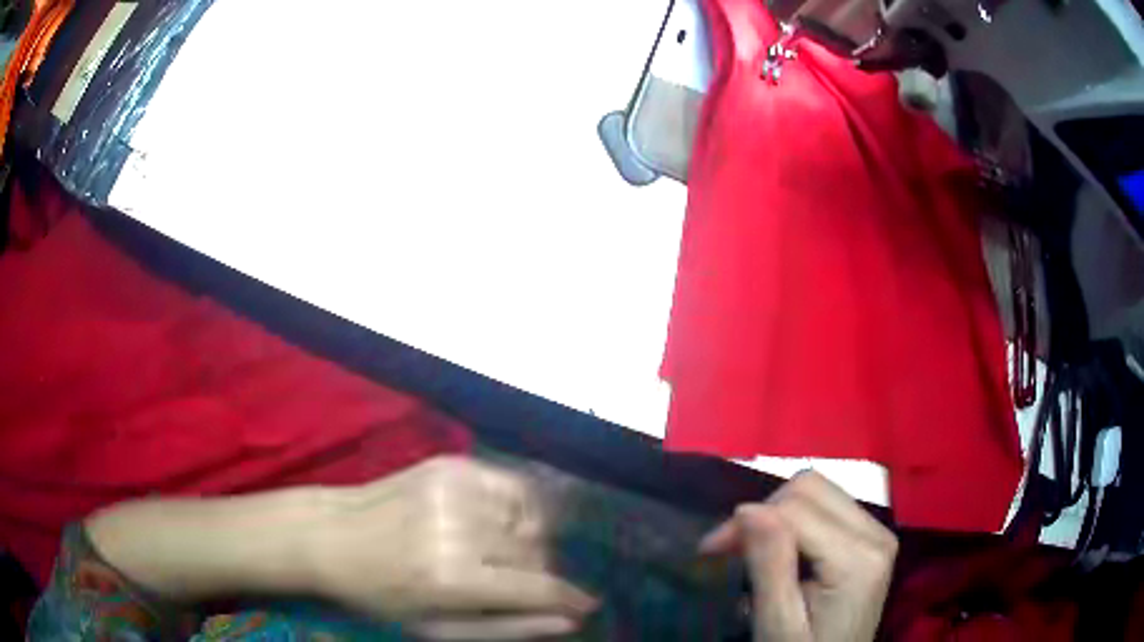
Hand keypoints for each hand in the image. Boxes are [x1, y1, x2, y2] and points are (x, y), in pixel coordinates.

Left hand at [312, 456, 596, 639]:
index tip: (587, 605)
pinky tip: (492, 522)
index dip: (569, 599)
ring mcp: (455, 489)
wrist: (332, 535)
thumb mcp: (438, 629)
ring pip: (528, 520)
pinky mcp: (450, 465)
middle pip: (536, 553)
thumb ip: (507, 627)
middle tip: (512, 585)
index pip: (538, 588)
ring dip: (524, 543)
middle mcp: (459, 528)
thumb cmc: (382, 594)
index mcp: (453, 577)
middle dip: (537, 575)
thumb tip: (569, 621)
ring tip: (495, 554)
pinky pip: (512, 486)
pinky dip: (515, 508)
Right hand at [699, 471, 897, 641]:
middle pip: (811, 488)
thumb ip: (769, 565)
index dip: (747, 522)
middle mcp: (876, 533)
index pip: (796, 508)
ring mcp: (878, 532)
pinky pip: (828, 507)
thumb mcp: (777, 623)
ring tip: (753, 551)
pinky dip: (796, 521)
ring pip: (819, 491)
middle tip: (730, 549)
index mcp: (859, 557)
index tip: (709, 551)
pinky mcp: (871, 538)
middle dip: (763, 512)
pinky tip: (782, 552)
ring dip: (778, 515)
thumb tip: (746, 508)